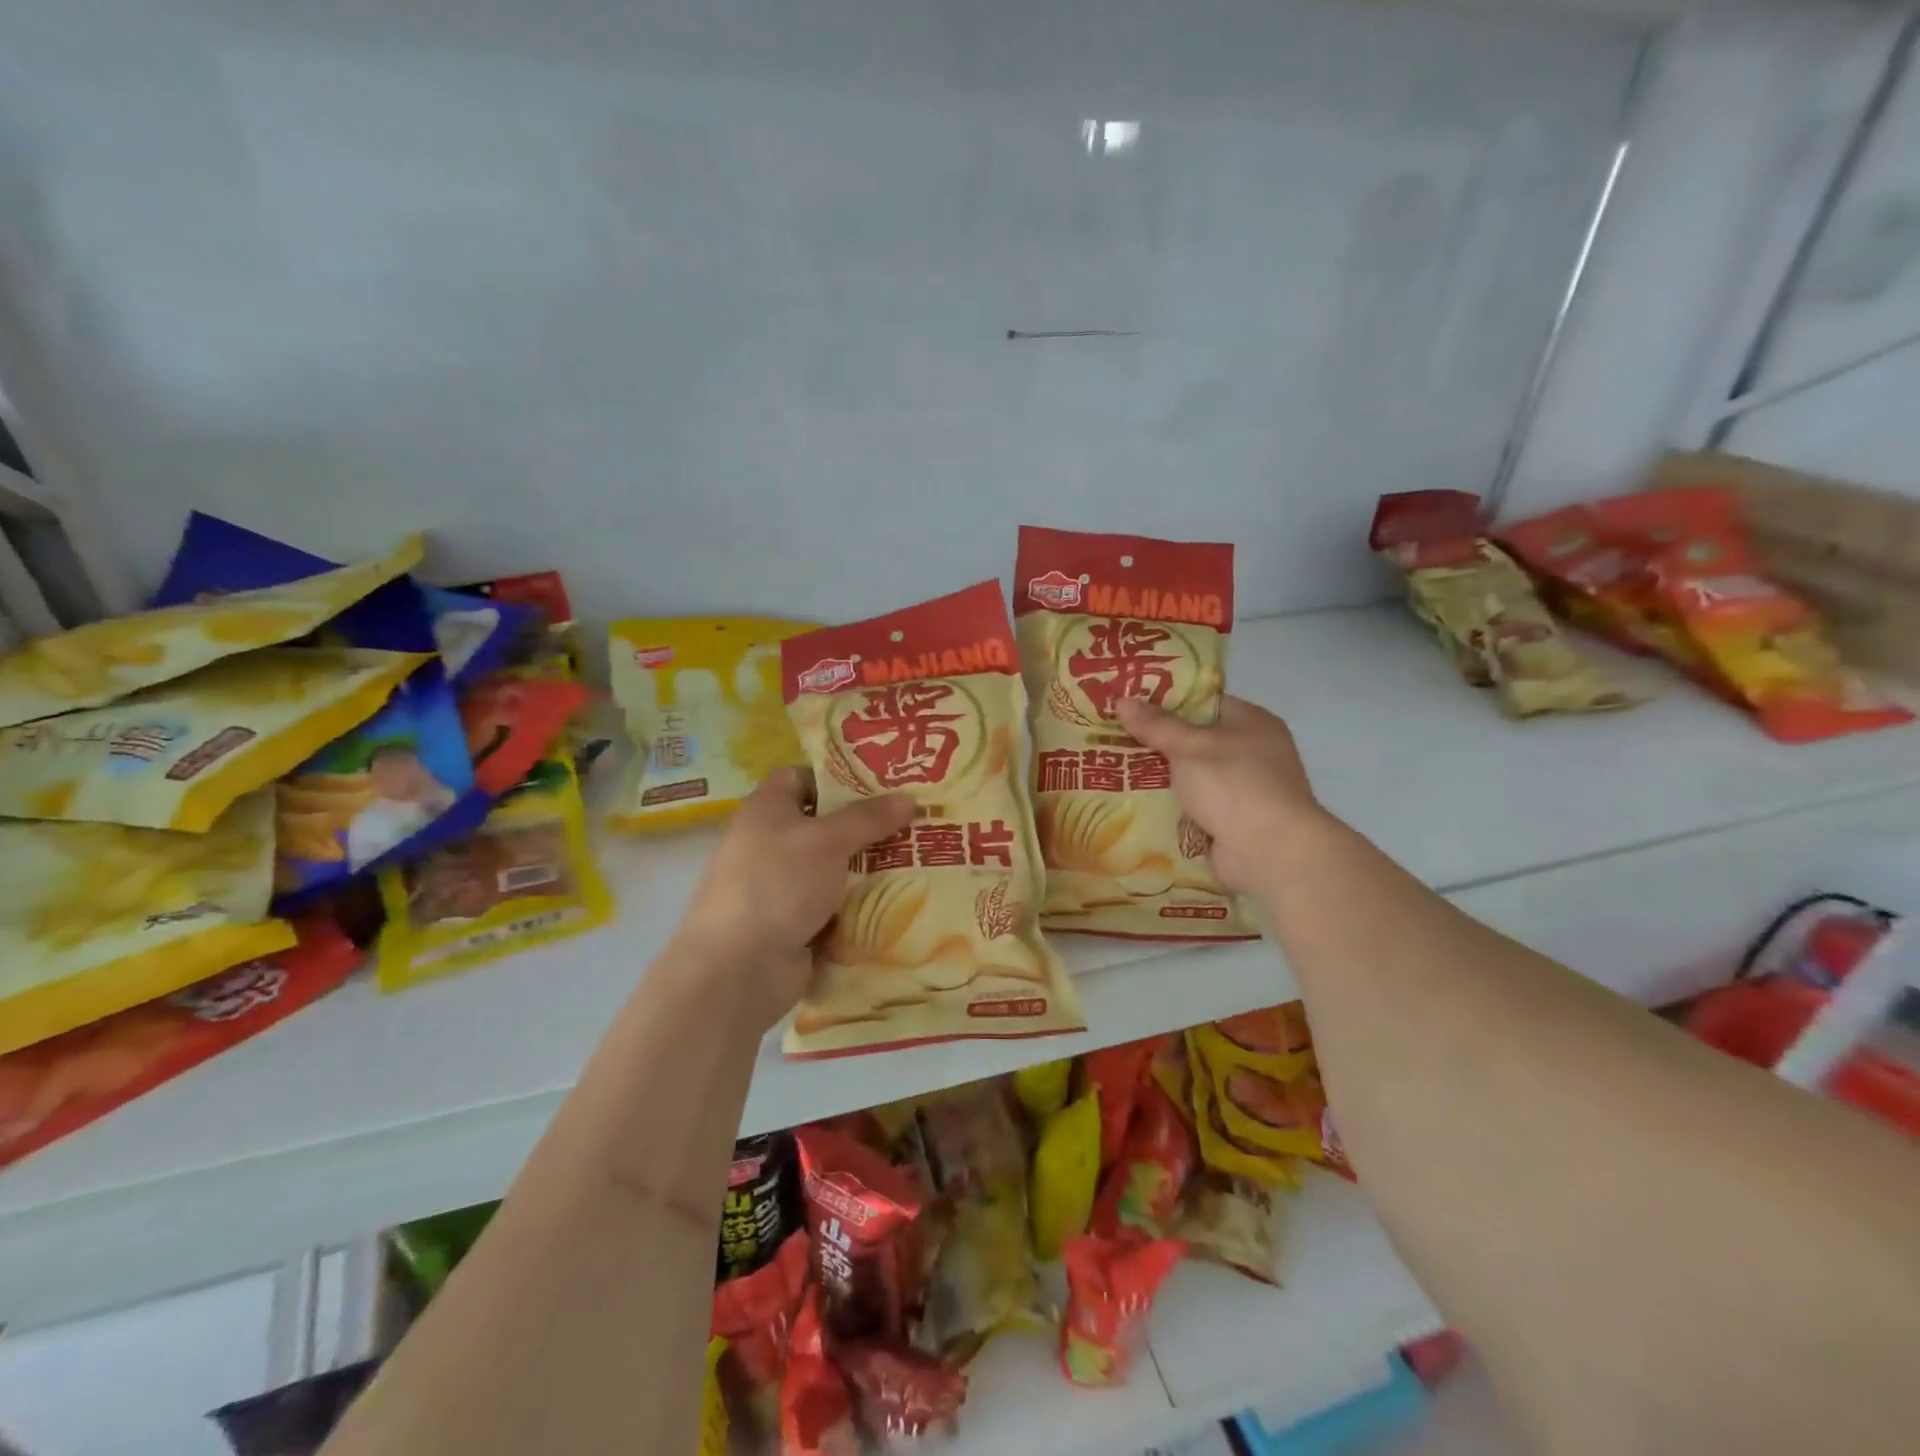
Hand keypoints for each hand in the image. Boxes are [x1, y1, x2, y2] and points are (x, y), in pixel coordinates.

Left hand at [676, 767, 915, 1029]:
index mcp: (766, 810)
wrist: (738, 969)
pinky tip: (901, 901)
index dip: (837, 777)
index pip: (801, 778)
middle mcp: (771, 843)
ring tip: (920, 860)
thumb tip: (909, 797)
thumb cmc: (778, 885)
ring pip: (835, 869)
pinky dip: (860, 905)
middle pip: (825, 825)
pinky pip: (836, 906)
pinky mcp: (795, 923)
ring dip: (869, 869)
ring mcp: (783, 887)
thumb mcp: (827, 841)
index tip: (881, 785)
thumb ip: (868, 818)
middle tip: (915, 822)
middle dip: (867, 826)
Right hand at [1114, 695, 1328, 895]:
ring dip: (1160, 777)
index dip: (1165, 702)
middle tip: (1113, 737)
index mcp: (1252, 722)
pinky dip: (1170, 806)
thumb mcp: (1190, 747)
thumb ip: (1156, 725)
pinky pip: (1193, 806)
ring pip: (1191, 776)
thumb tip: (1121, 700)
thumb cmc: (1235, 785)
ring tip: (1114, 770)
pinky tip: (1134, 803)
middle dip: (1156, 743)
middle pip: (1194, 740)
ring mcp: (1243, 790)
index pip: (1203, 703)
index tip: (1129, 705)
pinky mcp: (1232, 822)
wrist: (1270, 853)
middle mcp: (1252, 752)